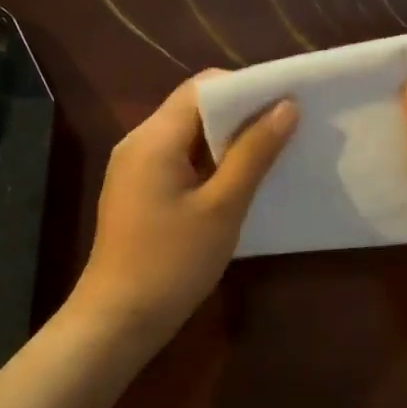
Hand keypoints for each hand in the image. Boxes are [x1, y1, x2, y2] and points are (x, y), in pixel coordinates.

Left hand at [69, 73, 296, 347]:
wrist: (119, 320)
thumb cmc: (172, 262)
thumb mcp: (223, 206)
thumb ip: (254, 153)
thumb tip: (286, 107)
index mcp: (154, 138)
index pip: (202, 87)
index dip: (245, 88)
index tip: (285, 101)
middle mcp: (139, 142)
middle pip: (194, 108)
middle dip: (241, 114)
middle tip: (287, 127)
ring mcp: (135, 168)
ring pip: (188, 136)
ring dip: (228, 140)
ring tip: (272, 152)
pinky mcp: (139, 192)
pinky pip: (179, 161)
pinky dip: (211, 162)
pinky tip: (240, 181)